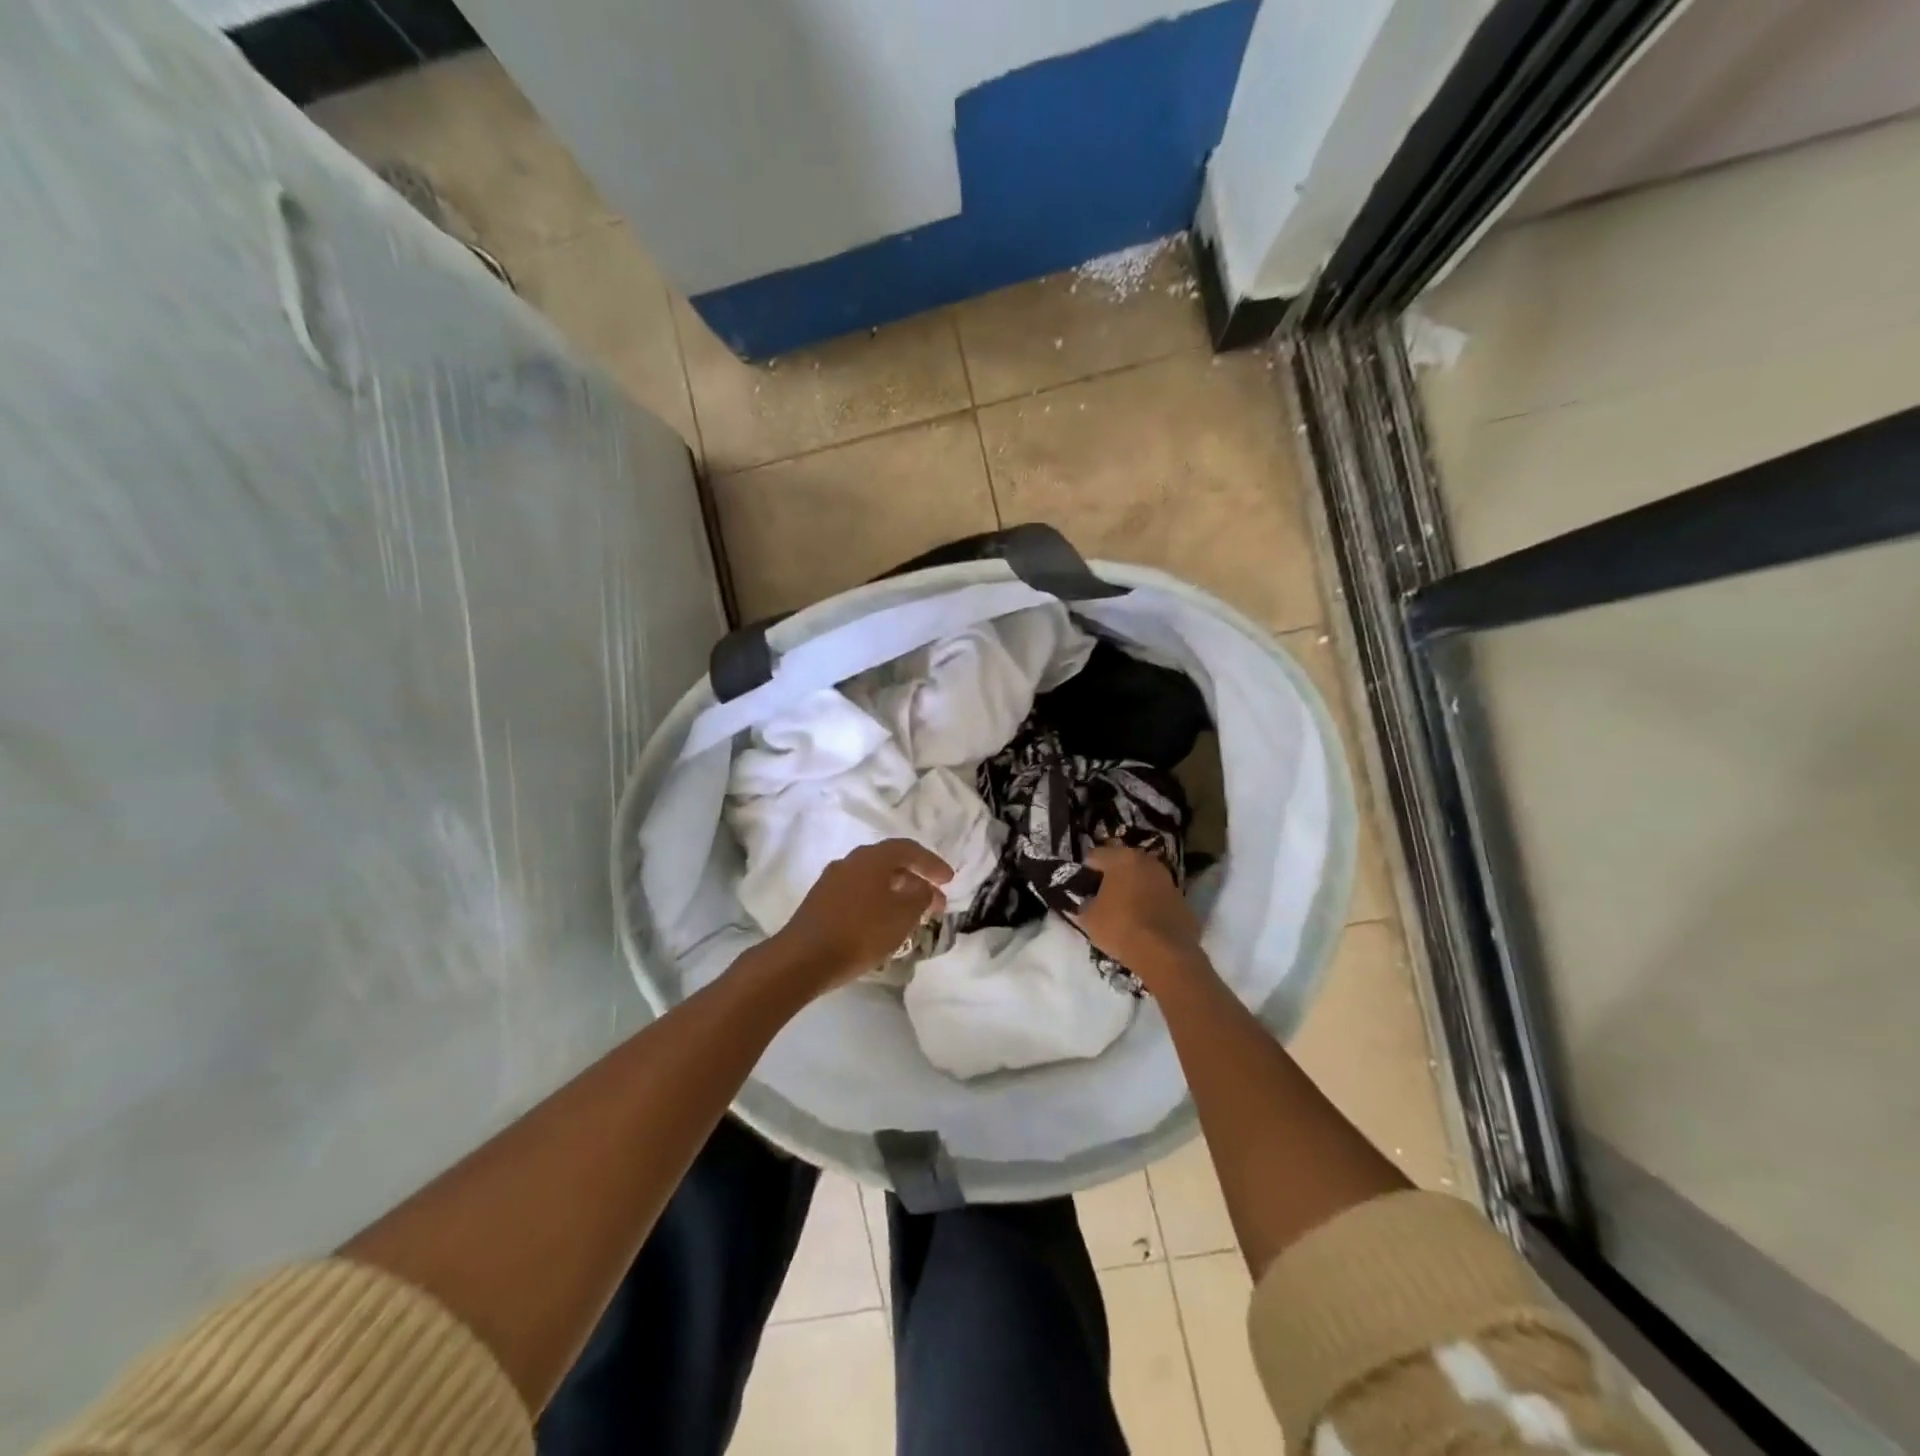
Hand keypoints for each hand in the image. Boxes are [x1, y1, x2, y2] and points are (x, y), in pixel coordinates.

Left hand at [770, 839, 952, 994]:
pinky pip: (859, 895)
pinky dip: (878, 903)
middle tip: (936, 903)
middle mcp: (851, 862)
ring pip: (874, 881)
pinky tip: (884, 925)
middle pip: (890, 864)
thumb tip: (923, 888)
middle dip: (916, 881)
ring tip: (913, 916)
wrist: (802, 959)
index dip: (932, 863)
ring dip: (897, 894)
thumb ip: (920, 897)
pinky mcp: (821, 902)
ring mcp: (832, 881)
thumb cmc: (859, 932)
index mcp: (872, 858)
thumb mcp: (902, 915)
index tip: (950, 880)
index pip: (909, 849)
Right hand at [1073, 844, 1205, 989]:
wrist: (1165, 954)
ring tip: (1122, 912)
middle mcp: (1148, 862)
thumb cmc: (1120, 927)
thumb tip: (1088, 901)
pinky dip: (1150, 906)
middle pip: (1122, 865)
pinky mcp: (1183, 902)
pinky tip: (1142, 924)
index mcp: (1122, 858)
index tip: (1079, 888)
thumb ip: (1085, 903)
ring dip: (1132, 890)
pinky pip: (1158, 899)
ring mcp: (1169, 881)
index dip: (1083, 872)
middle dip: (1111, 878)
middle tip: (1099, 898)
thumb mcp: (1088, 917)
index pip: (1094, 856)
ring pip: (1143, 880)